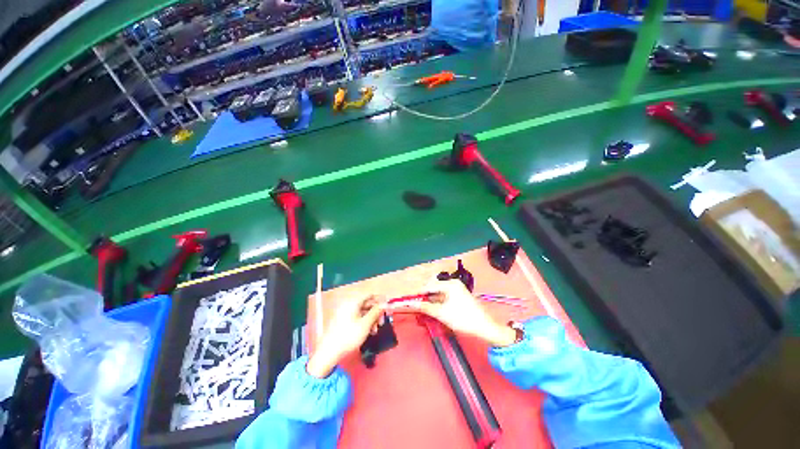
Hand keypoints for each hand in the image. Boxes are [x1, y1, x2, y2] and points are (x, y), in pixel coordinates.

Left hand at [307, 296, 384, 377]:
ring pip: (363, 312)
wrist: (329, 352)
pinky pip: (357, 317)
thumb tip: (385, 303)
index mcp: (353, 302)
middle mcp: (349, 304)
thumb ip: (376, 312)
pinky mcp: (343, 321)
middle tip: (383, 322)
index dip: (380, 299)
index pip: (370, 295)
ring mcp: (345, 313)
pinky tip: (369, 332)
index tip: (388, 306)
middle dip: (376, 312)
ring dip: (371, 319)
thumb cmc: (349, 336)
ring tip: (375, 330)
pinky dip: (365, 322)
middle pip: (367, 303)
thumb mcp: (366, 324)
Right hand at [391, 278, 516, 347]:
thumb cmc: (463, 319)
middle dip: (422, 295)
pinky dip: (436, 301)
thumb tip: (413, 304)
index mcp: (450, 284)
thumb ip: (426, 307)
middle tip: (411, 301)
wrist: (485, 328)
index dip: (417, 292)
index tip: (407, 297)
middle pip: (432, 288)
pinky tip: (429, 307)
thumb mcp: (442, 314)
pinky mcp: (458, 296)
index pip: (429, 286)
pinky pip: (443, 297)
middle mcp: (452, 284)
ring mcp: (456, 290)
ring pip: (437, 293)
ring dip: (428, 299)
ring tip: (418, 305)